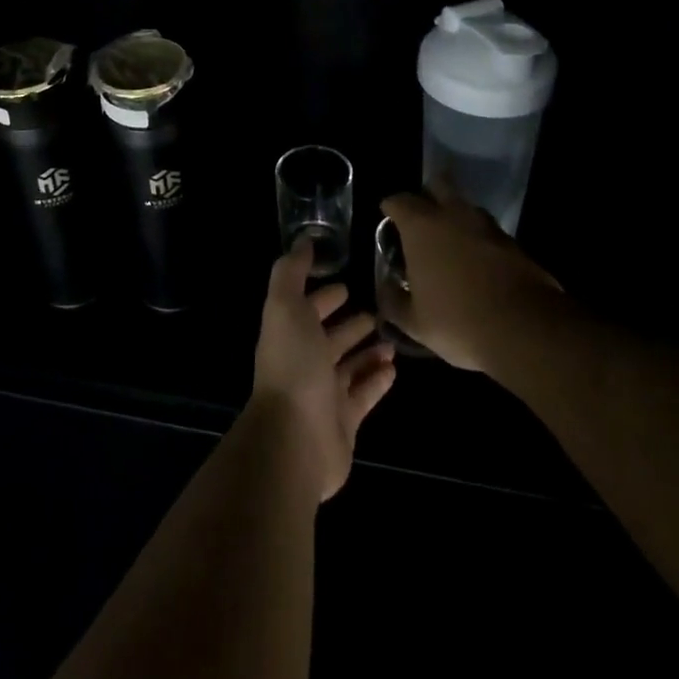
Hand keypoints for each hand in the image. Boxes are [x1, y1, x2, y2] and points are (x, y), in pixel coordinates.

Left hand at [250, 243, 395, 500]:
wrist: (295, 438)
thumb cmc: (292, 365)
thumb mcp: (285, 306)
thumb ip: (291, 271)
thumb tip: (303, 240)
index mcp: (290, 333)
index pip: (307, 308)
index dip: (324, 295)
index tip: (346, 283)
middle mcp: (305, 361)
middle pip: (330, 338)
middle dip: (350, 323)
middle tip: (377, 310)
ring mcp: (325, 393)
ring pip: (350, 366)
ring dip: (368, 351)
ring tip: (392, 338)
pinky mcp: (345, 421)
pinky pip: (364, 395)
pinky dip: (377, 380)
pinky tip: (394, 369)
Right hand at [378, 185, 563, 372]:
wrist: (525, 330)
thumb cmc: (457, 320)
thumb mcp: (414, 322)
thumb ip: (393, 302)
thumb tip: (385, 291)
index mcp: (421, 226)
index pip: (399, 200)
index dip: (391, 207)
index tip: (388, 217)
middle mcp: (453, 215)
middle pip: (438, 185)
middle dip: (428, 194)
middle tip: (422, 217)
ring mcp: (487, 226)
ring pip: (466, 207)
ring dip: (456, 216)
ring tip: (451, 241)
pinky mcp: (514, 243)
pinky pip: (489, 231)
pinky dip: (480, 239)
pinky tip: (478, 262)